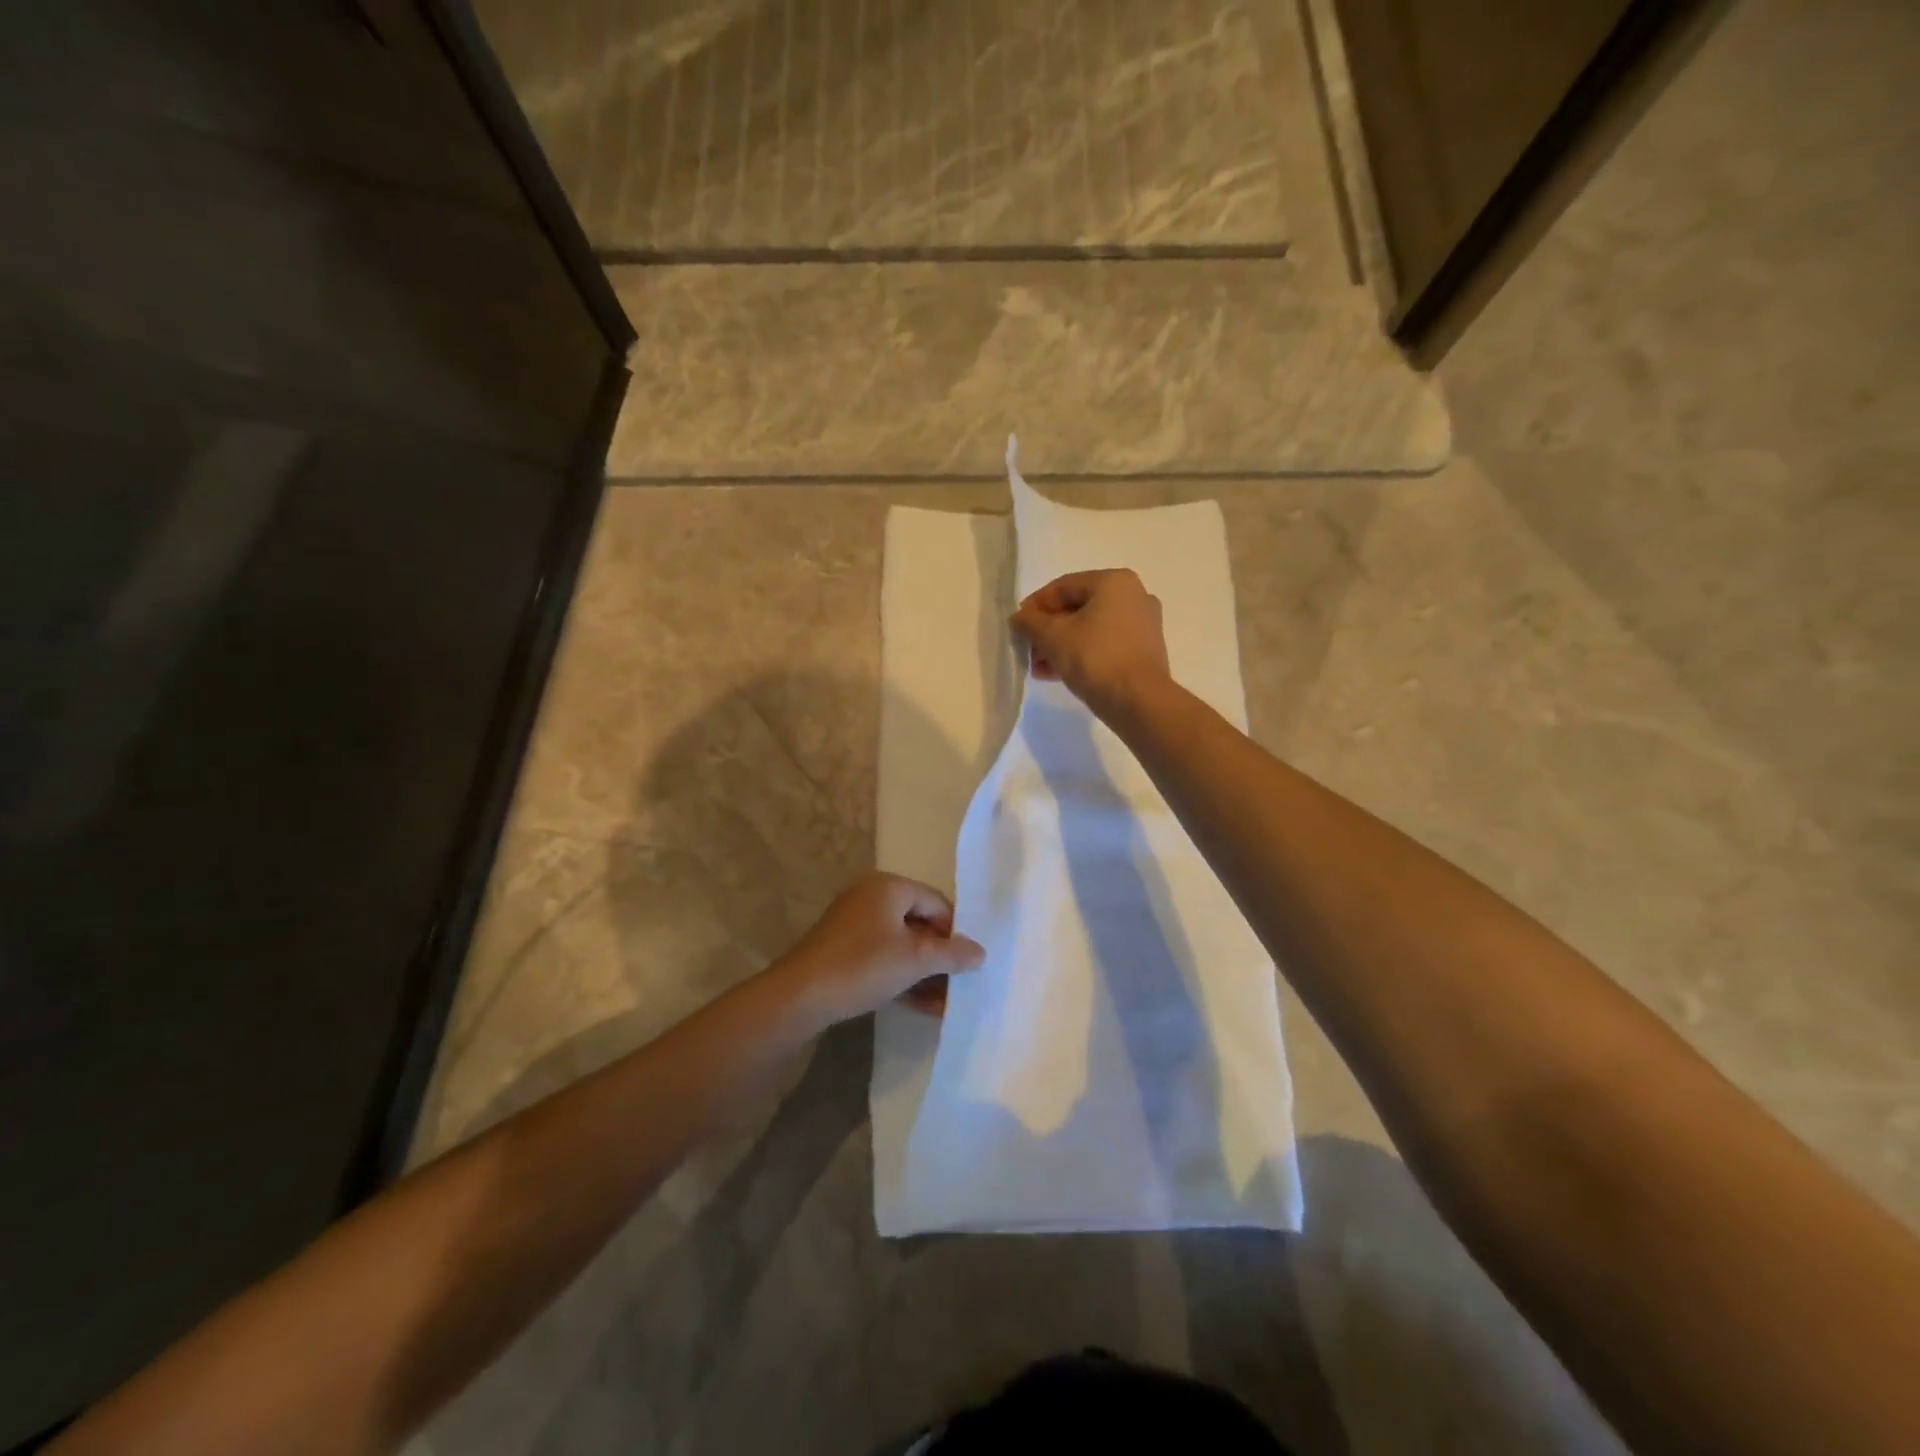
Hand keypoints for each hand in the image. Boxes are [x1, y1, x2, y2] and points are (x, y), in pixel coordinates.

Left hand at [770, 872, 985, 1028]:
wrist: (800, 997)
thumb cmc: (863, 966)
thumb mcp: (915, 960)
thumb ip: (952, 954)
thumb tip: (980, 953)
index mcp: (890, 886)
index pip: (938, 903)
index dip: (956, 933)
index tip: (969, 964)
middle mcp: (872, 897)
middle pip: (920, 923)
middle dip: (941, 957)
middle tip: (960, 985)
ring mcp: (855, 923)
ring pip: (902, 945)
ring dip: (925, 973)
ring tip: (944, 1004)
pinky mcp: (844, 949)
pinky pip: (884, 957)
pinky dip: (903, 977)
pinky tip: (922, 1006)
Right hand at [1009, 569, 1172, 721]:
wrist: (1139, 702)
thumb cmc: (1095, 658)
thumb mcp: (1052, 637)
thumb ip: (1029, 622)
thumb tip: (1019, 619)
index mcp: (1114, 581)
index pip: (1063, 586)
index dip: (1035, 606)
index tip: (1018, 627)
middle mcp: (1134, 596)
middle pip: (1077, 609)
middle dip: (1048, 631)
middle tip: (1028, 651)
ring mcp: (1143, 624)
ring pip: (1090, 629)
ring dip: (1061, 646)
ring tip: (1040, 669)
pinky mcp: (1145, 651)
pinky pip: (1105, 645)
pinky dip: (1082, 655)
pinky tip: (1059, 674)